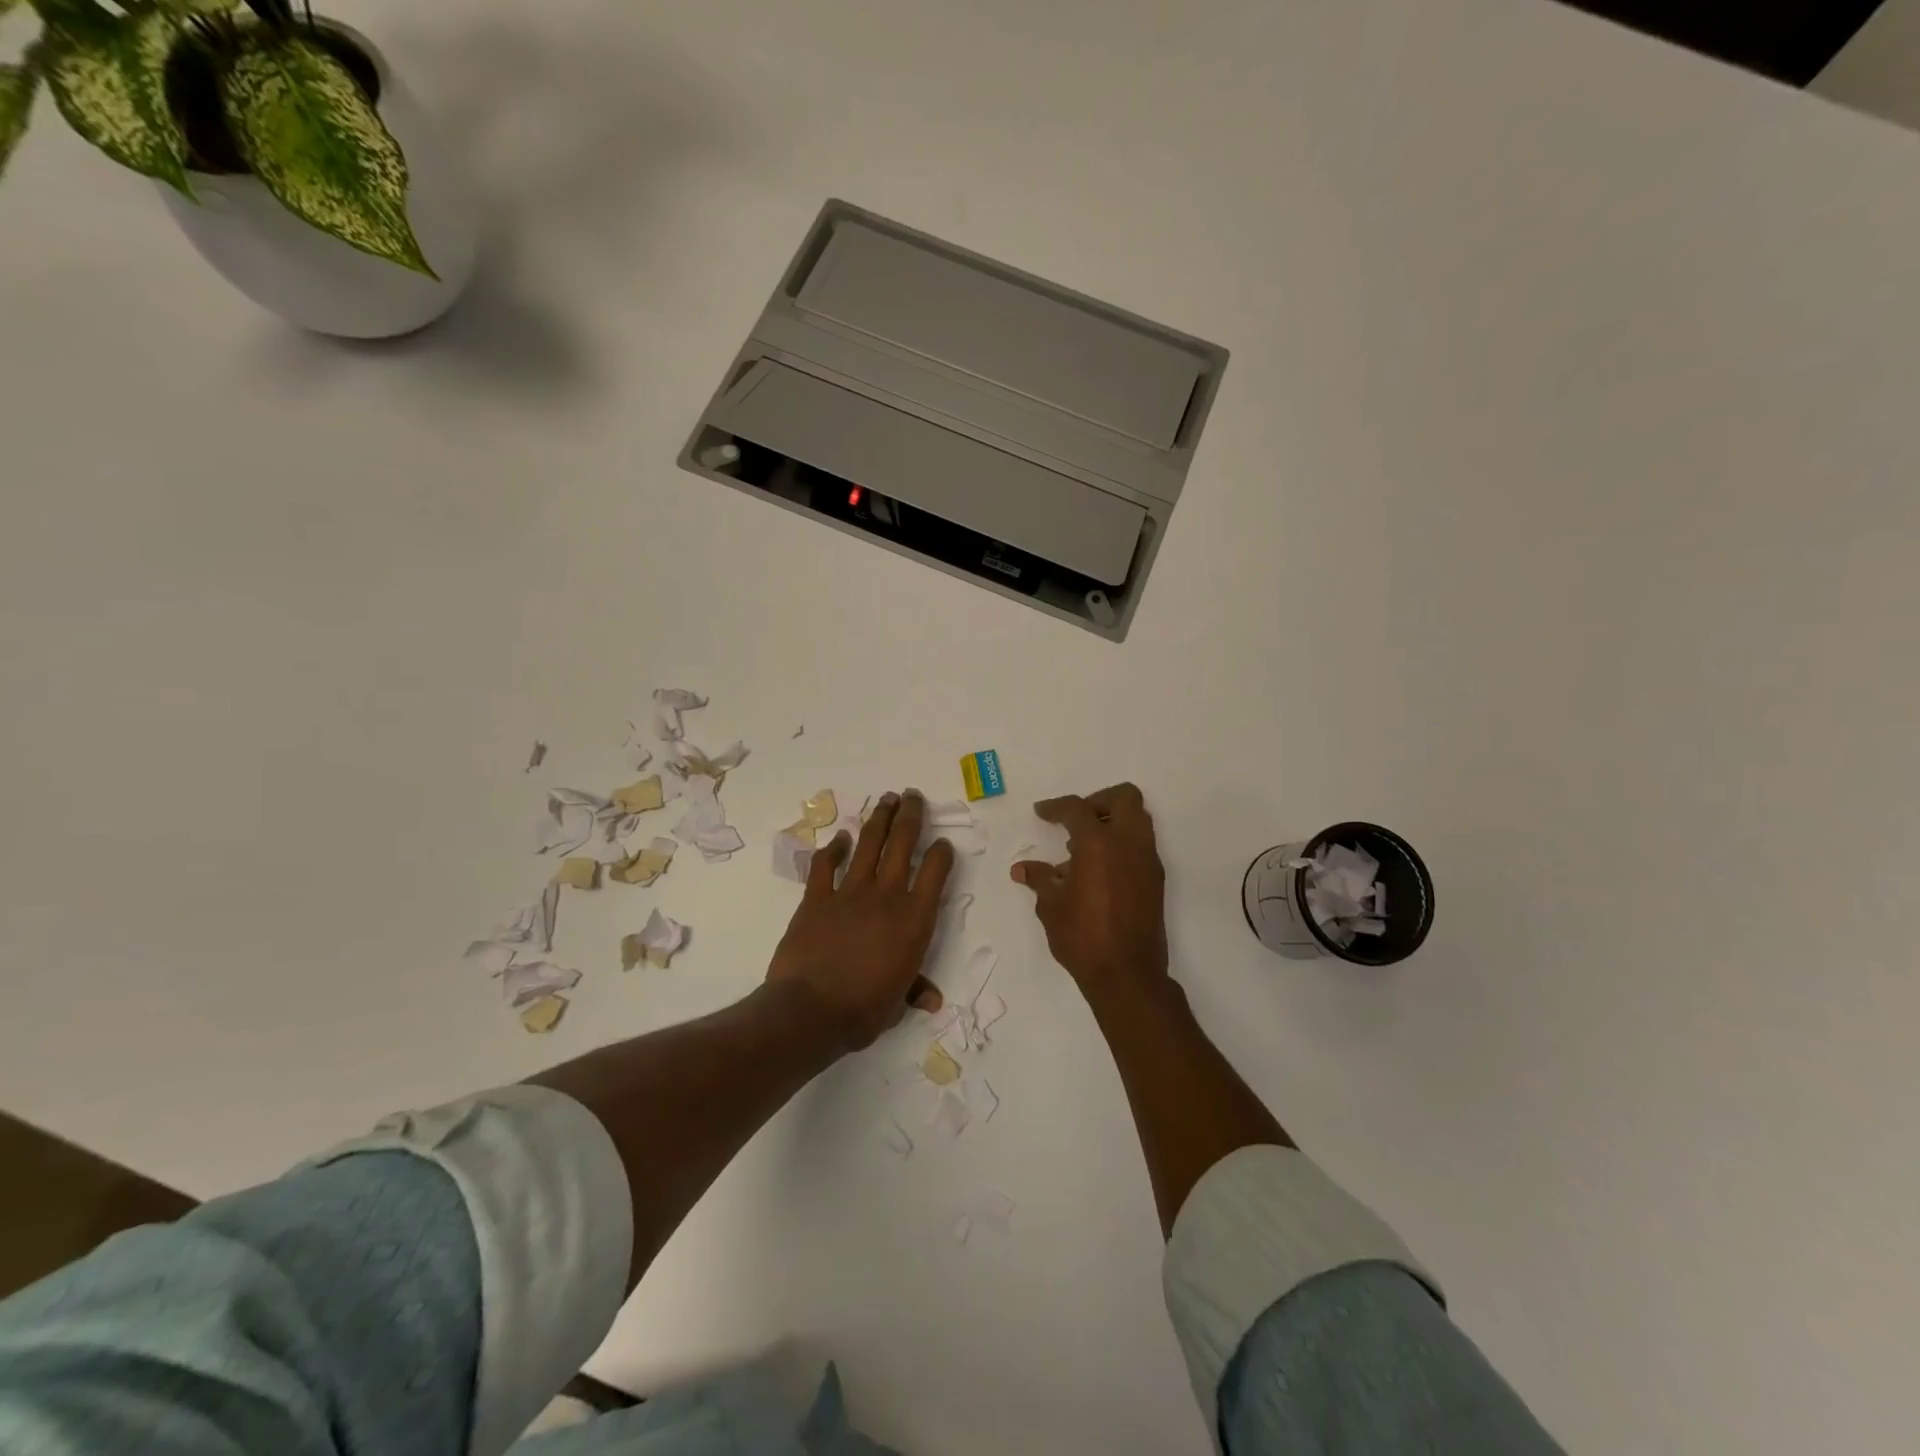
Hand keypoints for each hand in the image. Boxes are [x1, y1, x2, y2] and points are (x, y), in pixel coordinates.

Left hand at [766, 789, 952, 1050]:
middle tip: (912, 795)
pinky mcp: (817, 898)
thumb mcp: (897, 1003)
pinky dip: (834, 849)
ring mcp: (849, 892)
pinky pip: (826, 865)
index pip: (935, 872)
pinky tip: (840, 838)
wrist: (811, 1010)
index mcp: (914, 920)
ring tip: (887, 799)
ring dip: (879, 819)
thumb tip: (931, 1000)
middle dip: (910, 816)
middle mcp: (886, 896)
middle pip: (902, 844)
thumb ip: (914, 990)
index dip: (941, 853)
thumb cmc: (864, 1010)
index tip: (943, 843)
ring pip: (868, 844)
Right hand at [1012, 783, 1167, 998]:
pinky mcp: (1156, 878)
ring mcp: (1147, 860)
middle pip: (1123, 797)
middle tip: (1076, 820)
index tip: (1042, 812)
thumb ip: (1039, 879)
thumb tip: (1022, 869)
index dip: (1055, 807)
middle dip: (1098, 800)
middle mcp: (1128, 842)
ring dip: (1113, 820)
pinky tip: (1099, 870)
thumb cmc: (1082, 937)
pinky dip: (1122, 844)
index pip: (1077, 808)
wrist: (1127, 974)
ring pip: (1138, 818)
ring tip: (1085, 847)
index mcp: (1098, 843)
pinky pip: (1141, 844)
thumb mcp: (1051, 906)